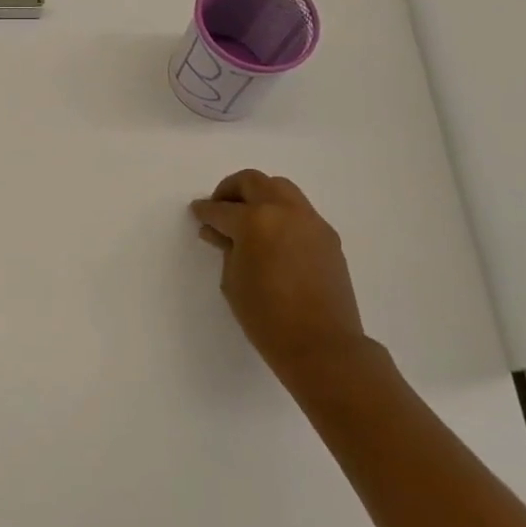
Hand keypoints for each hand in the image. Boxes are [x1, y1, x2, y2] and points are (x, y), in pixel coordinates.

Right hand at [191, 170, 380, 392]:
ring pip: (281, 189)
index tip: (197, 212)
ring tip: (247, 220)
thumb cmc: (266, 317)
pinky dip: (281, 213)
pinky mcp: (328, 236)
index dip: (205, 211)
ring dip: (259, 196)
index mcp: (255, 221)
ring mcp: (311, 221)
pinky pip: (299, 211)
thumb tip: (220, 232)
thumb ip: (226, 248)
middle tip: (220, 208)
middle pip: (253, 182)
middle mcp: (285, 211)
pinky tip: (272, 237)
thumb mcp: (233, 280)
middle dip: (231, 190)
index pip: (221, 209)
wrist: (322, 344)